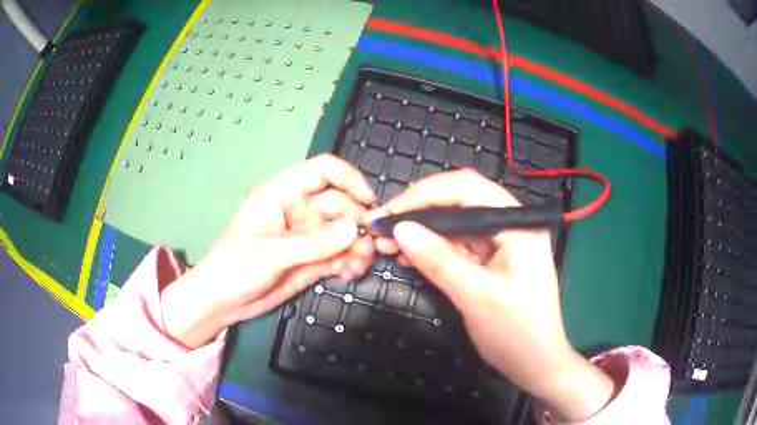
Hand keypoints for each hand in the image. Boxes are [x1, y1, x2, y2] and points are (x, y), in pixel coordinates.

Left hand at [161, 154, 376, 348]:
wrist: (223, 302)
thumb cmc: (236, 266)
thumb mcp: (272, 252)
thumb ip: (313, 242)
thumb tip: (355, 228)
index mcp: (283, 194)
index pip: (322, 171)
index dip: (348, 179)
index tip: (370, 201)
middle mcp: (299, 211)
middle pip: (340, 205)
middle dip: (357, 223)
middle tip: (369, 246)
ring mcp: (308, 237)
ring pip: (344, 233)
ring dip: (358, 246)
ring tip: (360, 264)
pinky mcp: (313, 261)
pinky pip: (340, 256)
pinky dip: (350, 262)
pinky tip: (351, 274)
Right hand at [367, 169, 614, 421]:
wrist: (535, 364)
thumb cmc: (516, 332)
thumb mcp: (476, 296)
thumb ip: (439, 261)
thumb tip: (400, 229)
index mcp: (518, 224)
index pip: (468, 189)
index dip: (426, 194)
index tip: (391, 211)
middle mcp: (510, 225)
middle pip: (460, 202)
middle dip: (419, 212)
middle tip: (382, 227)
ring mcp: (501, 243)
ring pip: (455, 225)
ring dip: (422, 232)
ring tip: (387, 244)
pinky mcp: (491, 261)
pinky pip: (457, 246)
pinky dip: (432, 250)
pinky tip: (408, 256)